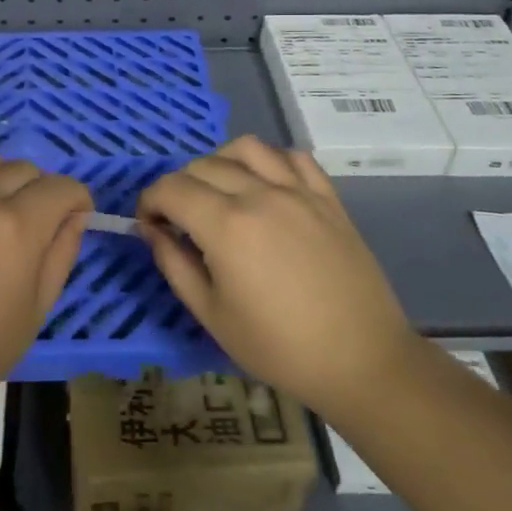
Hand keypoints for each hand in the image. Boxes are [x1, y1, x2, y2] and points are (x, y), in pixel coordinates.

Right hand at [137, 136, 417, 413]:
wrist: (362, 362)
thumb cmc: (279, 348)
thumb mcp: (212, 315)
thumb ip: (174, 265)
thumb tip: (152, 230)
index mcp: (225, 226)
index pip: (170, 188)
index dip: (149, 202)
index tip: (149, 226)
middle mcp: (259, 194)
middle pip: (202, 165)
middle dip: (178, 187)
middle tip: (180, 220)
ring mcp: (298, 191)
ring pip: (246, 148)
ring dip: (220, 162)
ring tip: (220, 192)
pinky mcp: (328, 198)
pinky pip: (293, 157)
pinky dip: (271, 161)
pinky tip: (266, 186)